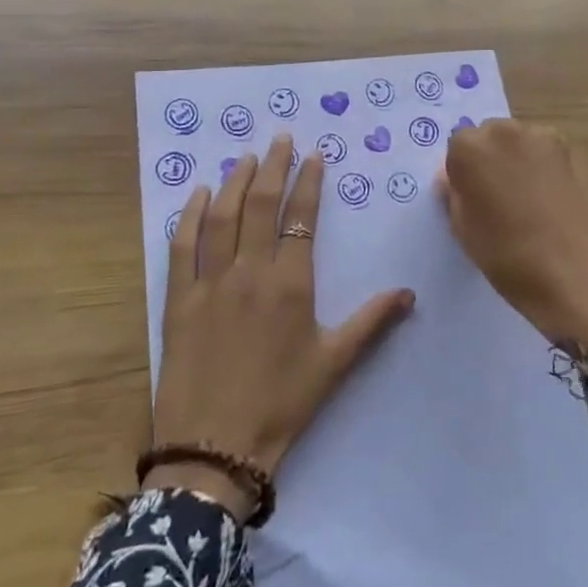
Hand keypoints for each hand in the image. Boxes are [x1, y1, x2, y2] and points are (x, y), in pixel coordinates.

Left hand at [149, 135, 415, 520]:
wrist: (215, 447)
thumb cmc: (280, 404)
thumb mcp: (334, 364)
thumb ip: (371, 322)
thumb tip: (409, 293)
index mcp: (290, 284)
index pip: (300, 218)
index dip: (308, 183)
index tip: (313, 156)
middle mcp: (249, 272)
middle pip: (260, 205)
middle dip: (273, 167)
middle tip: (281, 139)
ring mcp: (209, 282)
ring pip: (221, 216)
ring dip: (234, 181)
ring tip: (246, 157)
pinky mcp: (178, 299)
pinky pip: (181, 246)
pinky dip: (189, 215)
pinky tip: (196, 194)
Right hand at [438, 119, 587, 357]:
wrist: (581, 277)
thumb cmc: (510, 258)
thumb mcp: (464, 232)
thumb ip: (454, 195)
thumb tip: (452, 177)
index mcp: (471, 147)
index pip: (457, 148)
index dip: (463, 174)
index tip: (473, 201)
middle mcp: (507, 131)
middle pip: (490, 137)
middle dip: (490, 160)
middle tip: (499, 200)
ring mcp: (546, 138)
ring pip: (520, 143)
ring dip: (518, 161)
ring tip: (529, 202)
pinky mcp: (576, 152)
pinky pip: (547, 154)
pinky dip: (545, 169)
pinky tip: (552, 202)